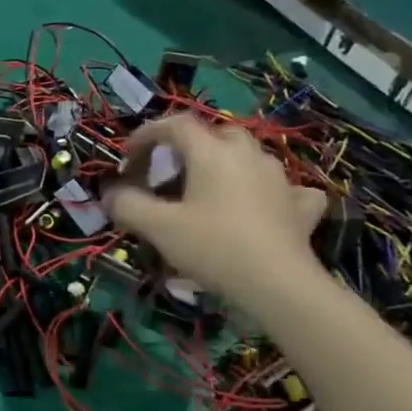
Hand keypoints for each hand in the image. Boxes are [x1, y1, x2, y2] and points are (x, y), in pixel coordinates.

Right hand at [106, 114, 327, 299]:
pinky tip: (262, 205)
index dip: (146, 134)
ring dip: (223, 165)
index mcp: (212, 152)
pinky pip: (283, 187)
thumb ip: (127, 204)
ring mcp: (280, 178)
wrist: (279, 285)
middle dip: (187, 147)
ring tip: (206, 191)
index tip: (128, 156)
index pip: (175, 125)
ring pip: (247, 157)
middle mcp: (248, 154)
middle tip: (168, 173)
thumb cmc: (213, 246)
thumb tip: (110, 194)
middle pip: (215, 134)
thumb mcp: (158, 227)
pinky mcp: (301, 206)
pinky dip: (266, 190)